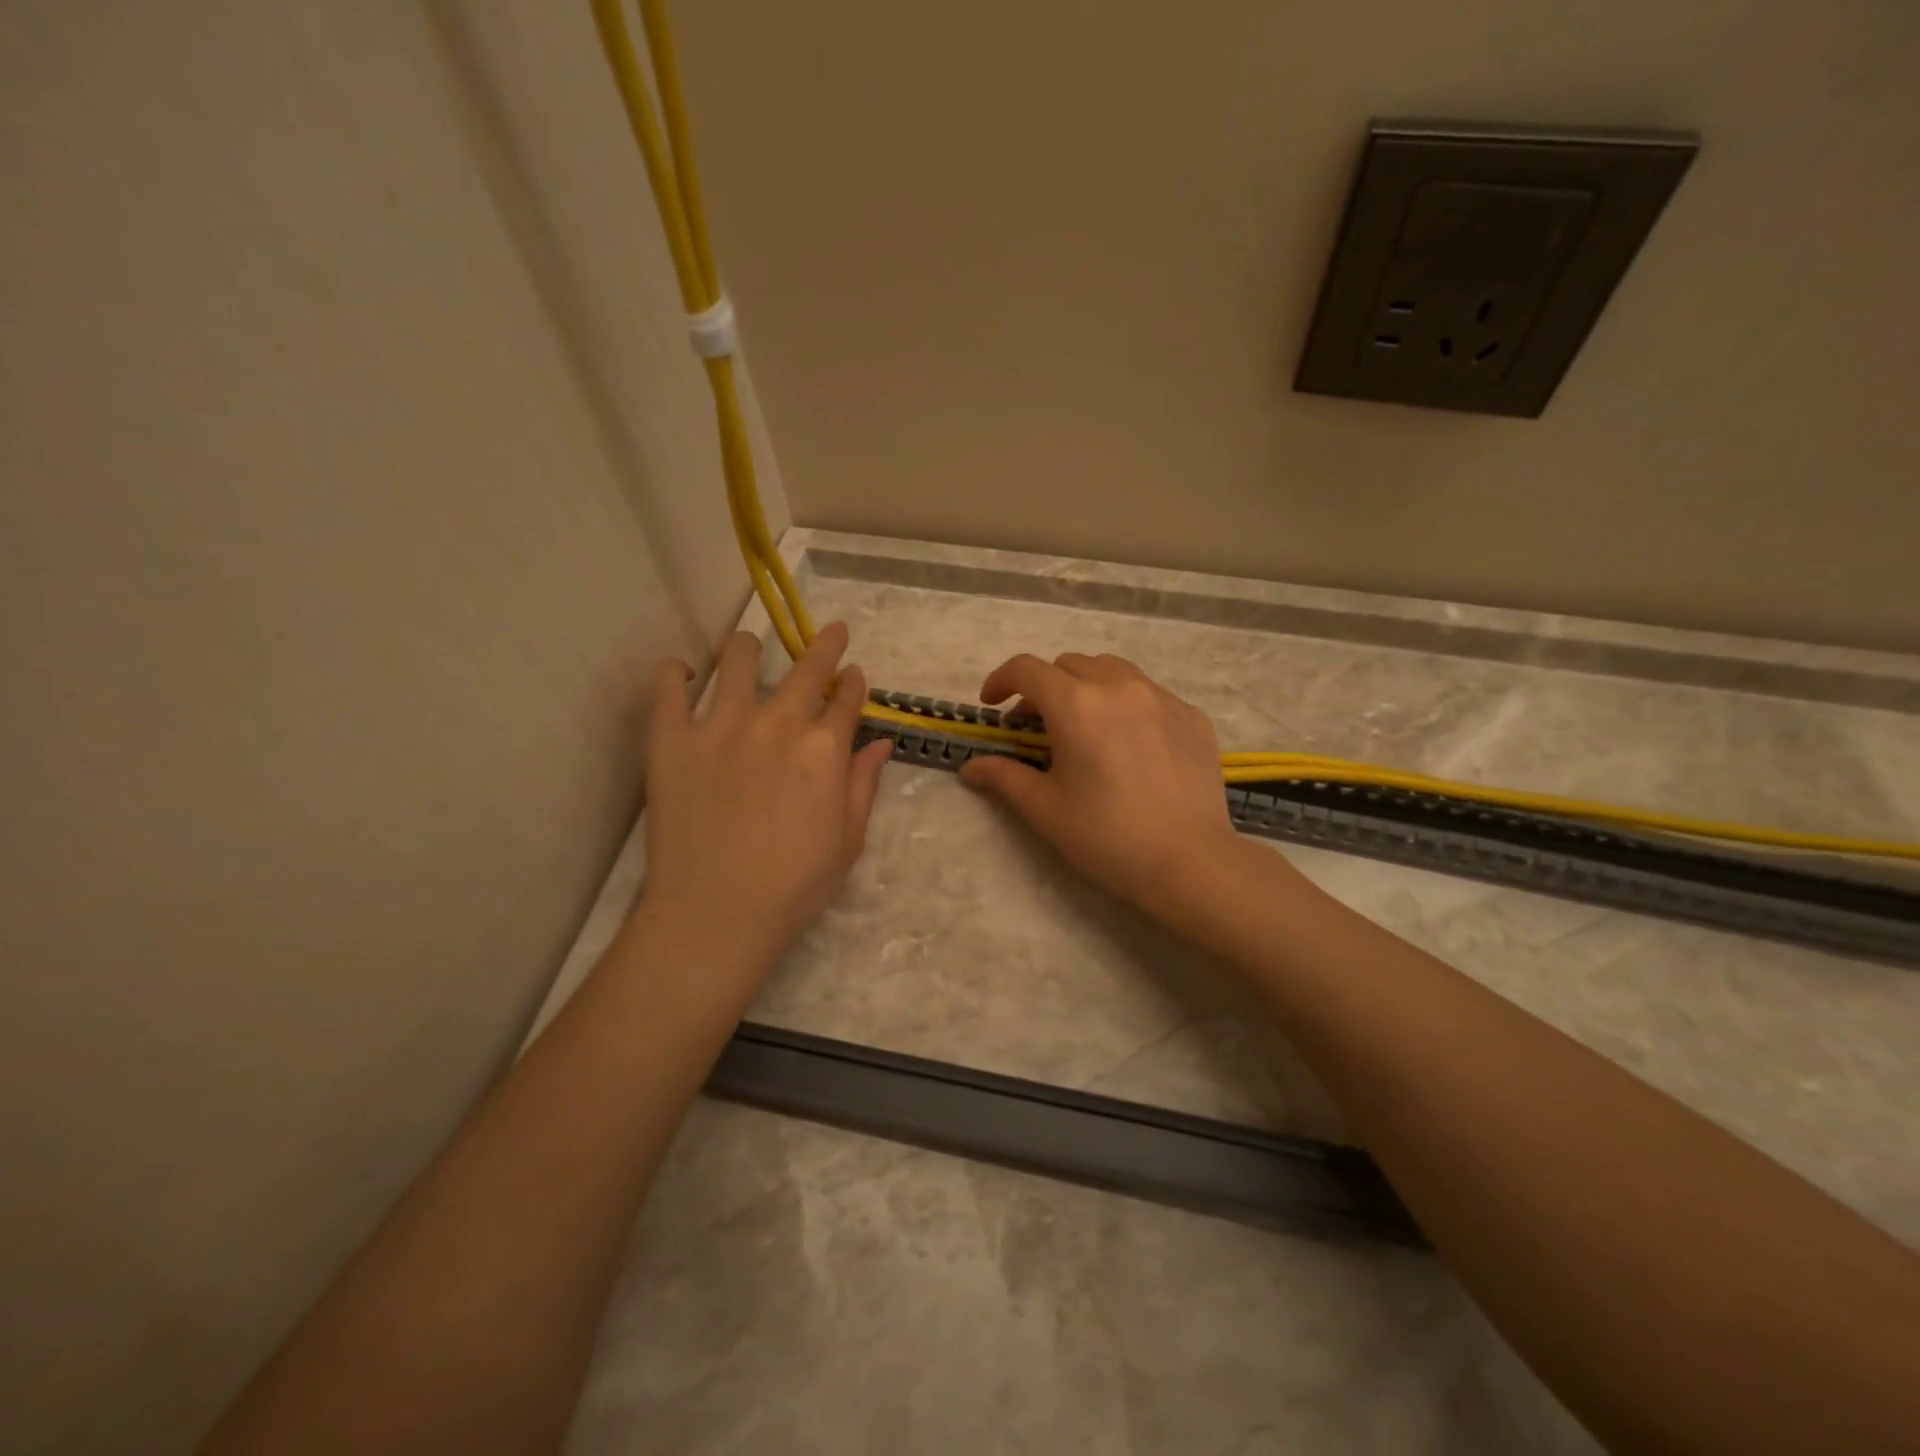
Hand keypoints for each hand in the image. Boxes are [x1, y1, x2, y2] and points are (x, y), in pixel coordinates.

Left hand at [639, 623, 891, 984]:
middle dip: (825, 646)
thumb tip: (879, 744)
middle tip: (832, 633)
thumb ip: (863, 785)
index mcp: (824, 749)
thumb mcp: (848, 840)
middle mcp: (777, 724)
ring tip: (748, 645)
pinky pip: (667, 689)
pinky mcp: (671, 740)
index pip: (847, 700)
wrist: (716, 914)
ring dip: (749, 647)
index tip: (855, 675)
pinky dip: (674, 674)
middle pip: (807, 669)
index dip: (855, 684)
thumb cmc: (794, 886)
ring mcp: (720, 726)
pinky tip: (680, 672)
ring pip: (736, 661)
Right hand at [957, 653, 1239, 914]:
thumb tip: (970, 767)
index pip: (1027, 669)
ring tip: (1084, 726)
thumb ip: (1004, 777)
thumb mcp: (1045, 809)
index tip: (992, 705)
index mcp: (1077, 704)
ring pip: (1113, 671)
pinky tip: (1130, 744)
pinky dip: (1127, 706)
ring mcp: (1162, 698)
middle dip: (1044, 687)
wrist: (1189, 863)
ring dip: (1087, 687)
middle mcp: (1120, 686)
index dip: (1001, 680)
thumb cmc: (1106, 836)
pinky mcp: (1192, 717)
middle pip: (1069, 665)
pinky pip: (1150, 695)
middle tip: (1036, 726)